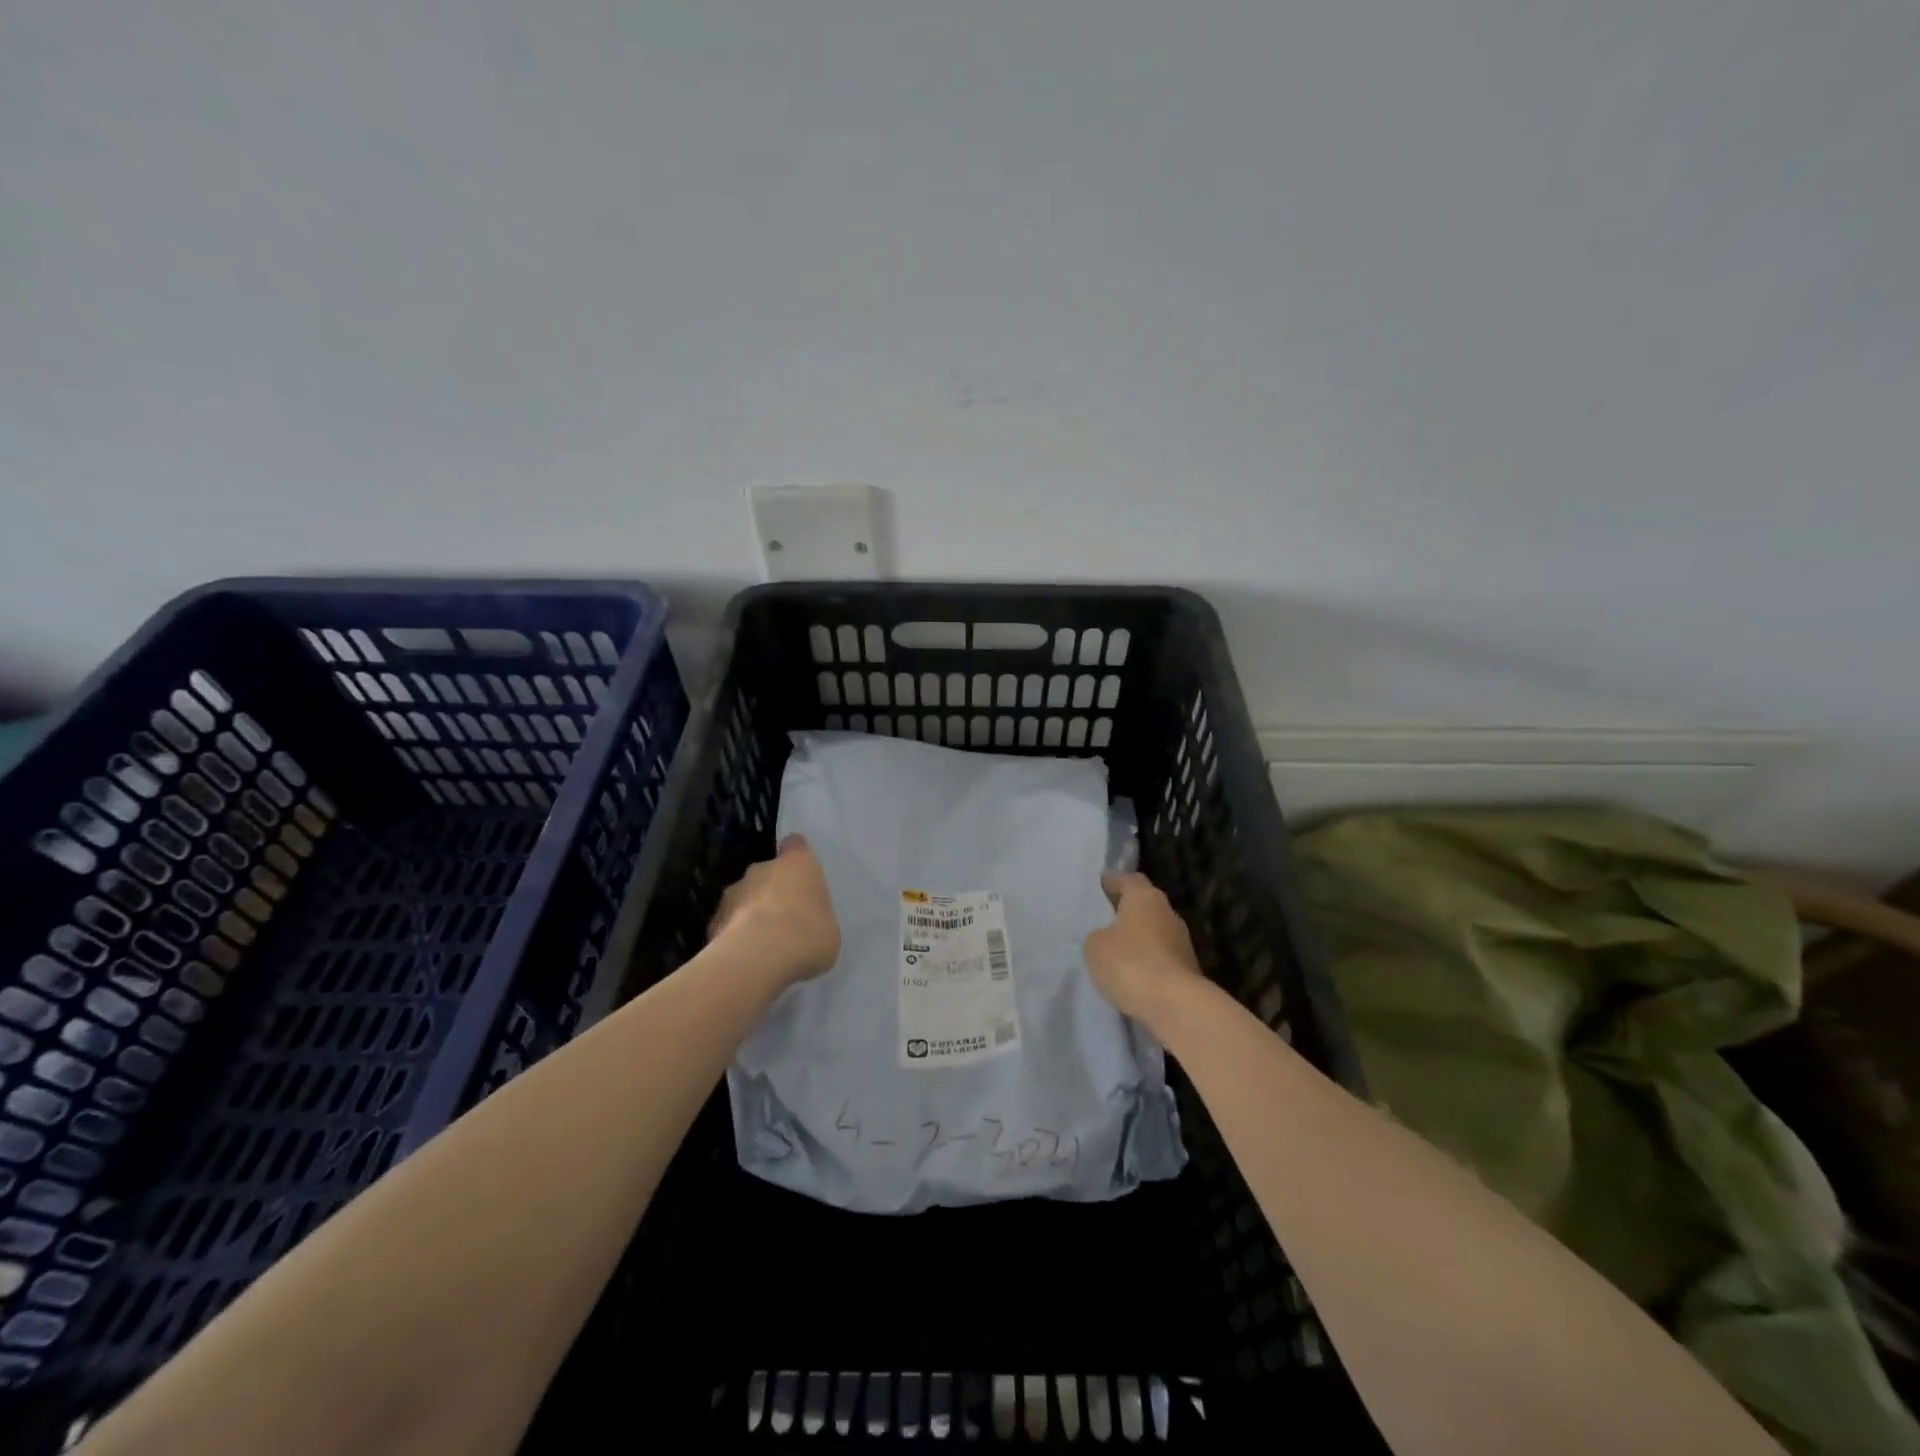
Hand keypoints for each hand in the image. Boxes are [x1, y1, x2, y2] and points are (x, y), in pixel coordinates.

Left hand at [708, 835, 840, 987]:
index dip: (798, 859)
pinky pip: (729, 925)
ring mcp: (733, 893)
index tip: (802, 875)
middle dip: (773, 892)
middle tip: (785, 920)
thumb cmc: (807, 934)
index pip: (796, 846)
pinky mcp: (713, 920)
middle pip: (767, 873)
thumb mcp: (828, 929)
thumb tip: (806, 927)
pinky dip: (735, 937)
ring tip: (764, 944)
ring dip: (752, 914)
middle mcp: (762, 869)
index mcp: (797, 863)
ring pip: (744, 898)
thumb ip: (816, 919)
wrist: (759, 957)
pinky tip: (746, 958)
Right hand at [1084, 871, 1204, 1023]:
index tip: (1102, 884)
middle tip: (1105, 918)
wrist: (1175, 1005)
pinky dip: (1147, 962)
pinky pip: (1161, 957)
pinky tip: (1131, 974)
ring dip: (1138, 938)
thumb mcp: (1095, 946)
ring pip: (1154, 932)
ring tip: (1116, 950)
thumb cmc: (1130, 963)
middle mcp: (1168, 913)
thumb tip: (1108, 936)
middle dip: (1127, 910)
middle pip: (1145, 905)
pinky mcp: (1188, 969)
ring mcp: (1182, 941)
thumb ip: (1099, 935)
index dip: (1114, 881)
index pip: (1129, 879)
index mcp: (1145, 897)